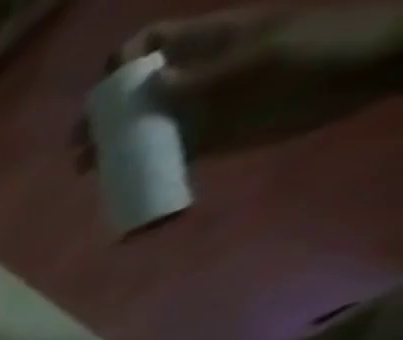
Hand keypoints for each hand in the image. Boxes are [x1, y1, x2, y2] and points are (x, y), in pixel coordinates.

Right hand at [81, 4, 402, 159]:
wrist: (363, 73)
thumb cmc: (315, 52)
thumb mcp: (256, 60)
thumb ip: (201, 77)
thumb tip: (147, 89)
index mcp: (205, 44)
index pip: (150, 44)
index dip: (121, 65)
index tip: (105, 95)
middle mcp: (193, 77)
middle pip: (135, 94)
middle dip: (103, 119)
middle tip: (81, 149)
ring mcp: (199, 109)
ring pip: (143, 129)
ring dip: (114, 151)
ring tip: (93, 174)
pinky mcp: (208, 140)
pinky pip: (165, 158)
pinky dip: (142, 175)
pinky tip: (123, 189)